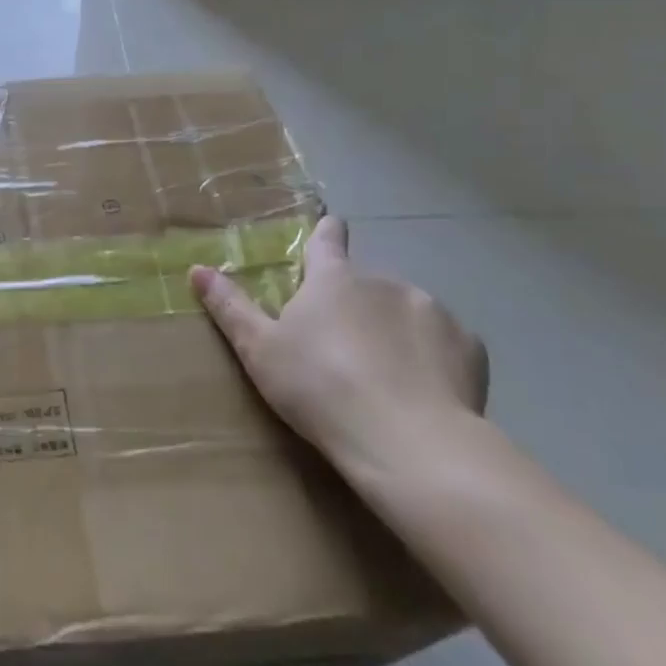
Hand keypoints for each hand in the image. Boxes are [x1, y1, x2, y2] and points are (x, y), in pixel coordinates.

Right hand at [190, 216, 487, 479]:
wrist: (408, 441)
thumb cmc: (320, 387)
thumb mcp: (259, 350)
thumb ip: (230, 307)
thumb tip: (197, 269)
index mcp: (333, 280)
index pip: (327, 241)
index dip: (326, 233)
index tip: (332, 225)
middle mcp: (384, 281)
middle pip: (365, 284)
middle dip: (356, 304)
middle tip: (343, 347)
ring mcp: (431, 310)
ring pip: (406, 312)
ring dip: (394, 330)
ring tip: (384, 377)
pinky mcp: (469, 346)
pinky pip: (443, 342)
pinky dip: (431, 357)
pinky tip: (422, 390)